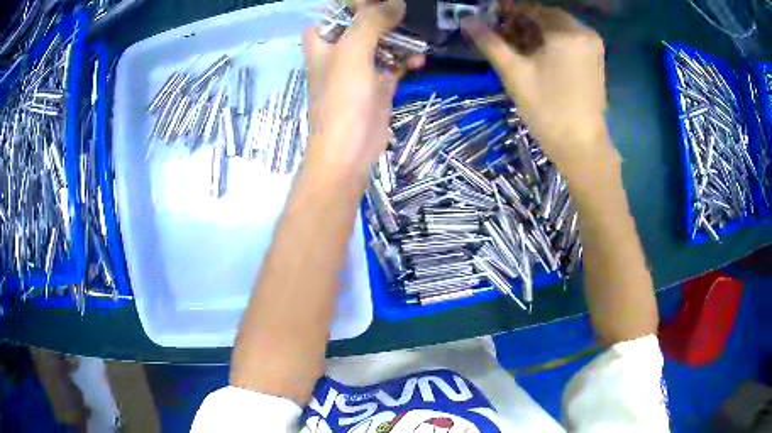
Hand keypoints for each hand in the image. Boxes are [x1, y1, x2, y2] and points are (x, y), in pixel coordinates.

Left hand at [303, 0, 423, 180]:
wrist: (349, 149)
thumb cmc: (342, 98)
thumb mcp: (352, 52)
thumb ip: (372, 22)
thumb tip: (396, 2)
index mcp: (322, 41)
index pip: (336, 10)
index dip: (357, 3)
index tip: (382, 2)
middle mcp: (339, 50)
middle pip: (362, 22)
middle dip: (385, 15)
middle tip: (408, 11)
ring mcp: (360, 67)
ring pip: (381, 40)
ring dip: (400, 36)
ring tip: (418, 34)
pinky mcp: (378, 83)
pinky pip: (394, 62)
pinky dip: (406, 58)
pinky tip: (419, 59)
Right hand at [462, 5, 610, 175]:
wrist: (581, 145)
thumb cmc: (547, 109)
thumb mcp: (514, 73)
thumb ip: (490, 42)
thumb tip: (467, 20)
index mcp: (567, 32)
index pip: (531, 9)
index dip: (508, 11)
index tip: (489, 17)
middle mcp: (585, 33)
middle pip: (546, 17)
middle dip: (522, 23)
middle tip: (502, 36)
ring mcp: (593, 47)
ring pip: (558, 28)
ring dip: (536, 32)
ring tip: (517, 49)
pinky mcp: (595, 60)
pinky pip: (569, 40)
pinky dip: (551, 42)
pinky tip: (537, 56)